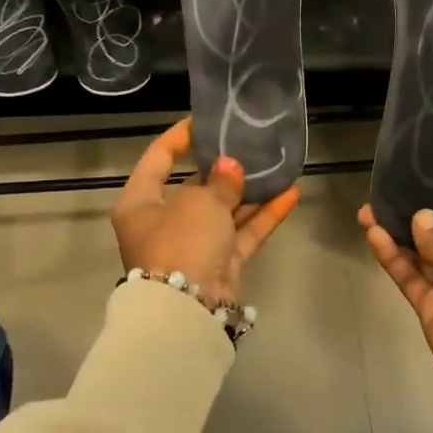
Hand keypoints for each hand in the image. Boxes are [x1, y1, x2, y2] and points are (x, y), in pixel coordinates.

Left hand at [113, 120, 299, 302]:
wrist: (189, 312)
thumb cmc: (181, 242)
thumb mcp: (199, 202)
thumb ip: (220, 181)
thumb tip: (231, 168)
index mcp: (141, 203)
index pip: (157, 159)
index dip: (179, 138)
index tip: (204, 121)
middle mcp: (163, 223)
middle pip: (194, 187)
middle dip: (222, 168)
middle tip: (248, 143)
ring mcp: (193, 246)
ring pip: (223, 211)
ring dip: (249, 191)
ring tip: (276, 165)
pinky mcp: (220, 265)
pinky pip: (242, 233)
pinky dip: (264, 216)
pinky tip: (291, 194)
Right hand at [358, 203, 432, 380]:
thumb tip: (421, 221)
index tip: (425, 183)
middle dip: (415, 216)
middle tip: (387, 196)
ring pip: (419, 254)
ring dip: (395, 233)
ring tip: (368, 211)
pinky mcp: (430, 306)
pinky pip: (408, 276)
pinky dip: (391, 257)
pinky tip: (373, 235)